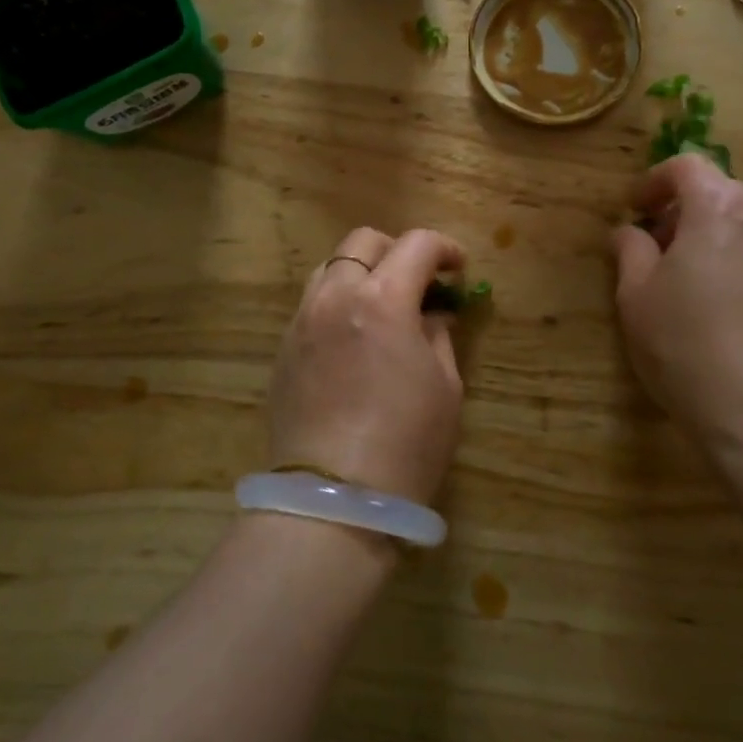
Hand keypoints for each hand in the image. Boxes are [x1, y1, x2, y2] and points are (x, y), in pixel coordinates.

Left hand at [267, 227, 466, 504]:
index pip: (417, 244)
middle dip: (398, 250)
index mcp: (382, 299)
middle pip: (364, 242)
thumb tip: (433, 315)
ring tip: (383, 305)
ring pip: (331, 267)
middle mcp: (335, 296)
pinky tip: (354, 337)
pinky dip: (338, 302)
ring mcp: (302, 321)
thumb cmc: (406, 443)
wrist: (333, 500)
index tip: (459, 269)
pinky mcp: (284, 348)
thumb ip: (439, 335)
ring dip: (362, 272)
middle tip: (420, 282)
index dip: (446, 249)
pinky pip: (312, 304)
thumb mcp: (445, 386)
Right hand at [610, 155, 742, 456]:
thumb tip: (631, 232)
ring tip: (690, 281)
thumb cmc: (688, 347)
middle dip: (684, 213)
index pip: (687, 167)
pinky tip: (726, 304)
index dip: (654, 182)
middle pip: (720, 193)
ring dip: (715, 237)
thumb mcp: (637, 296)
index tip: (635, 210)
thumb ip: (630, 250)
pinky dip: (742, 260)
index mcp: (721, 207)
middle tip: (656, 251)